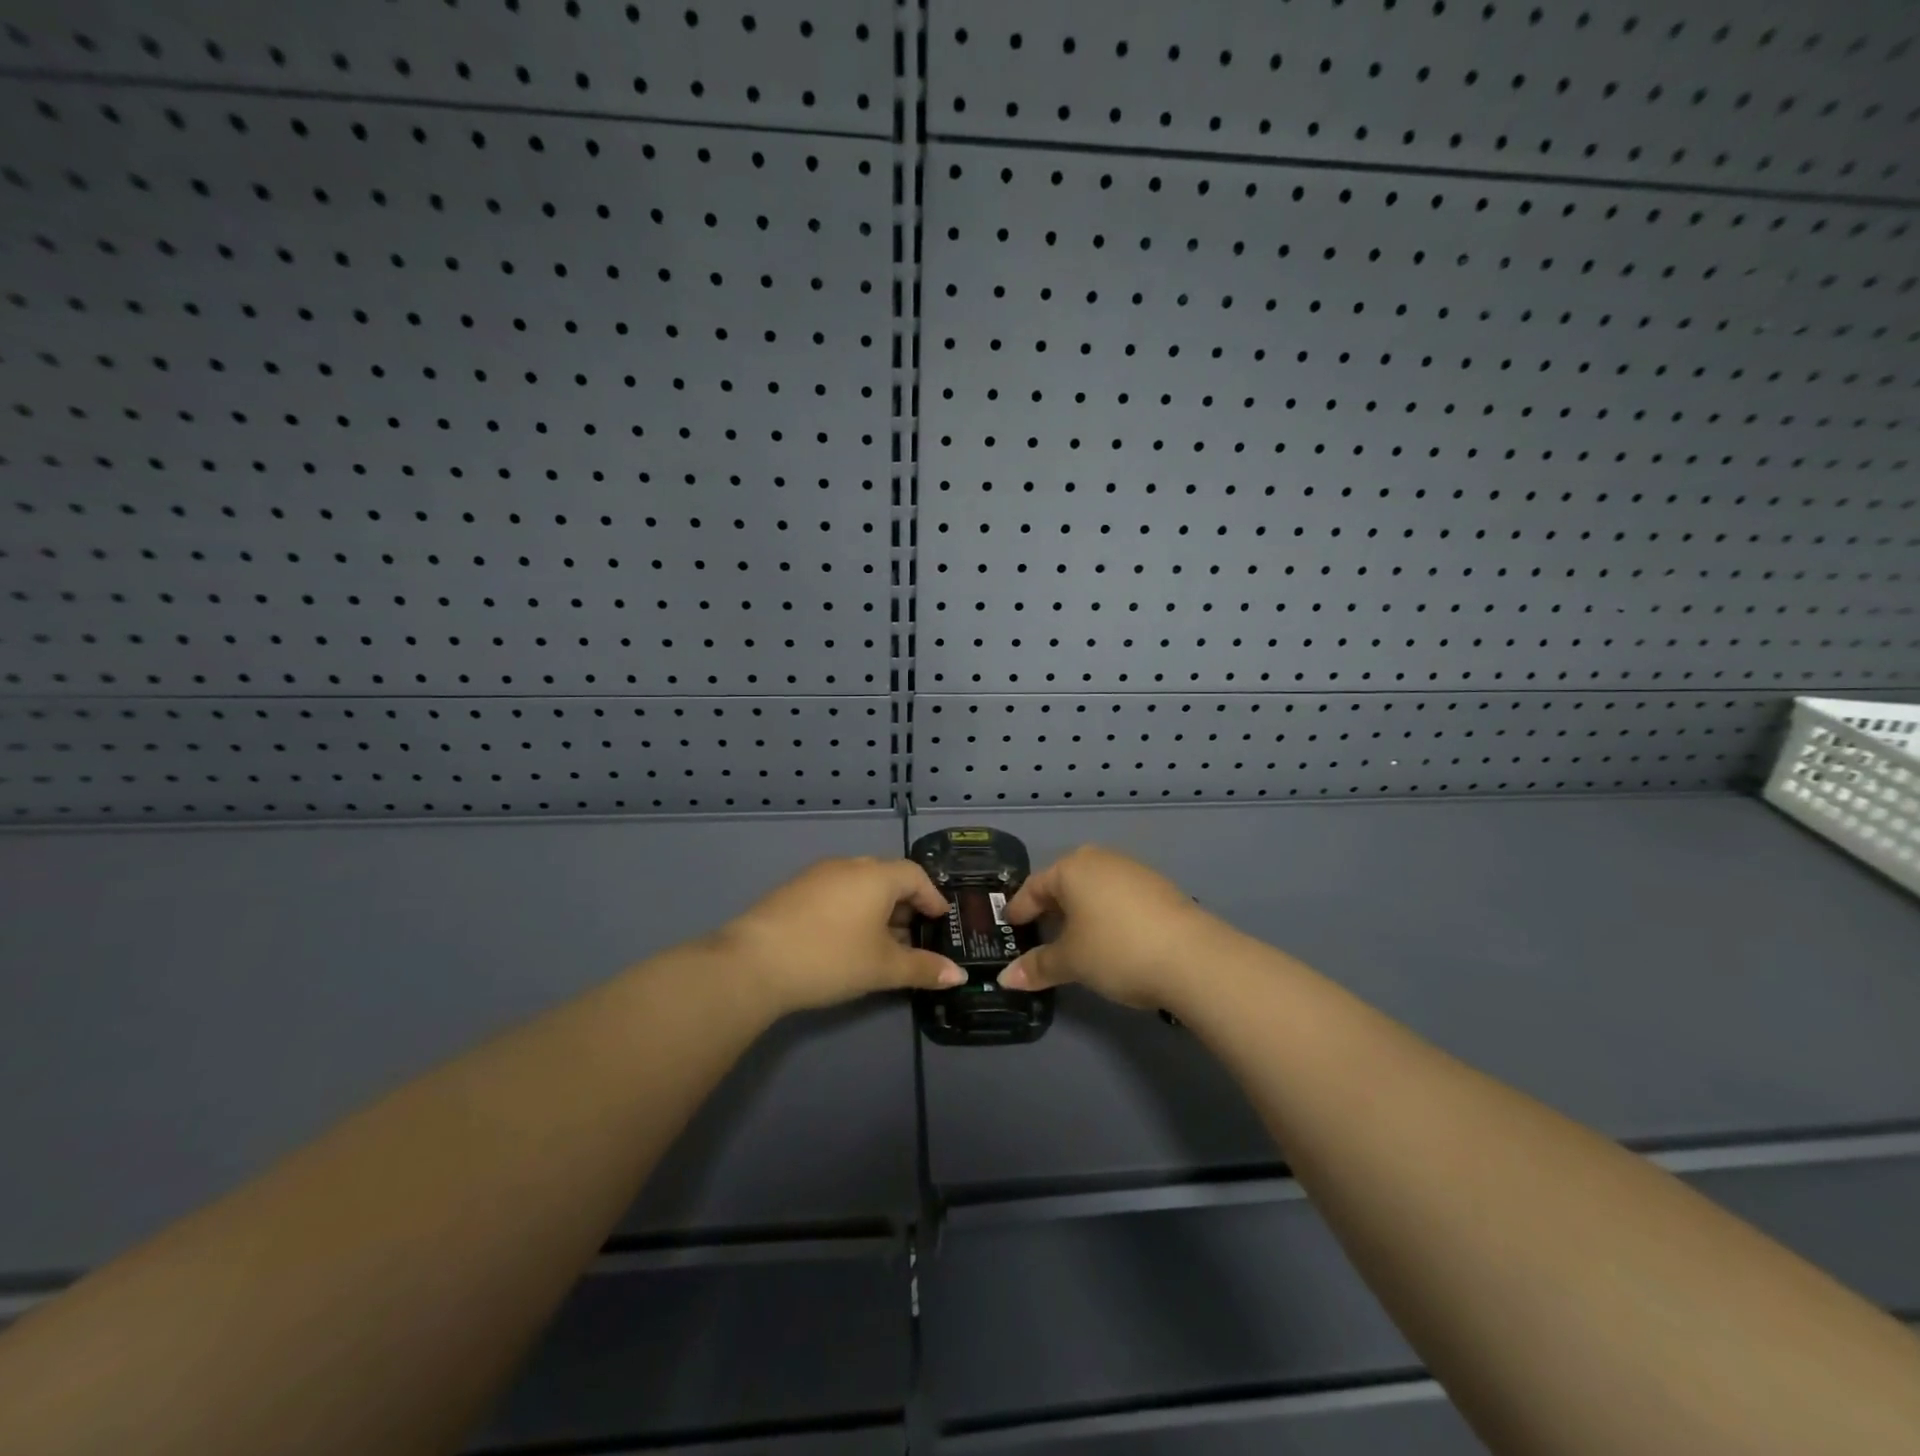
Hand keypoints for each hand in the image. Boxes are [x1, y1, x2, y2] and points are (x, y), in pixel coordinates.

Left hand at [717, 857, 966, 1016]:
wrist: (754, 963)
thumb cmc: (831, 958)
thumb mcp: (883, 968)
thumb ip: (923, 968)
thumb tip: (959, 975)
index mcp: (876, 875)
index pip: (916, 875)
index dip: (932, 897)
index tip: (940, 921)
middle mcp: (849, 865)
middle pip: (887, 877)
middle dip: (905, 905)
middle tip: (913, 936)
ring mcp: (817, 875)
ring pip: (859, 885)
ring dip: (877, 909)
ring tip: (881, 943)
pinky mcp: (793, 890)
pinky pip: (836, 892)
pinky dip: (851, 910)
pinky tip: (845, 941)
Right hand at [997, 846, 1219, 1008]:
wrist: (1193, 958)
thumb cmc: (1117, 950)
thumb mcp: (1071, 961)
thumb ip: (1037, 967)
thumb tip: (1005, 979)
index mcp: (1072, 868)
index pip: (1034, 887)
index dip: (1019, 909)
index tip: (1009, 927)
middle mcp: (1101, 859)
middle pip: (1065, 883)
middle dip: (1050, 908)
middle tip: (1038, 933)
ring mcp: (1134, 871)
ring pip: (1094, 889)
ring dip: (1080, 912)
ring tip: (1073, 940)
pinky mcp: (1159, 888)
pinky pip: (1118, 897)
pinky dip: (1106, 914)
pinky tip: (1110, 939)